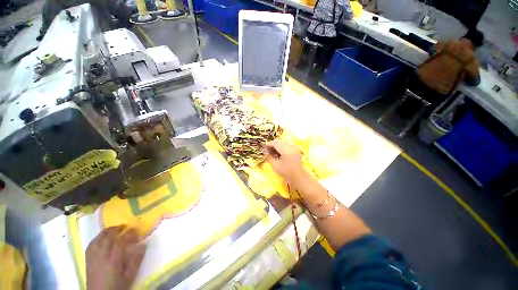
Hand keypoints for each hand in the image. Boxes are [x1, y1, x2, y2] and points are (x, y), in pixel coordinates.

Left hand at [86, 226, 145, 289]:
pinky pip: (92, 244)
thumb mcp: (130, 275)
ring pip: (99, 238)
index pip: (121, 241)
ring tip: (115, 229)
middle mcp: (102, 255)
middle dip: (117, 229)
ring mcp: (93, 257)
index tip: (136, 229)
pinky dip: (98, 237)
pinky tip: (102, 237)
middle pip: (108, 237)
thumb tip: (144, 244)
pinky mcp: (88, 259)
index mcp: (113, 259)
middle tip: (126, 226)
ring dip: (107, 231)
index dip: (129, 233)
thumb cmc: (117, 286)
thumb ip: (136, 260)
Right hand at [264, 140, 307, 183]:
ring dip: (277, 146)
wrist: (299, 176)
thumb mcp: (275, 166)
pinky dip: (281, 147)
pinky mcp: (296, 149)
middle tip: (267, 151)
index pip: (275, 143)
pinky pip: (286, 145)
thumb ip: (269, 157)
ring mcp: (294, 147)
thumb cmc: (286, 173)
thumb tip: (264, 151)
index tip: (263, 148)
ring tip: (273, 153)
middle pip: (279, 141)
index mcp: (286, 150)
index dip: (268, 144)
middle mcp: (291, 146)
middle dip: (272, 145)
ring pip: (282, 143)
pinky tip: (279, 154)